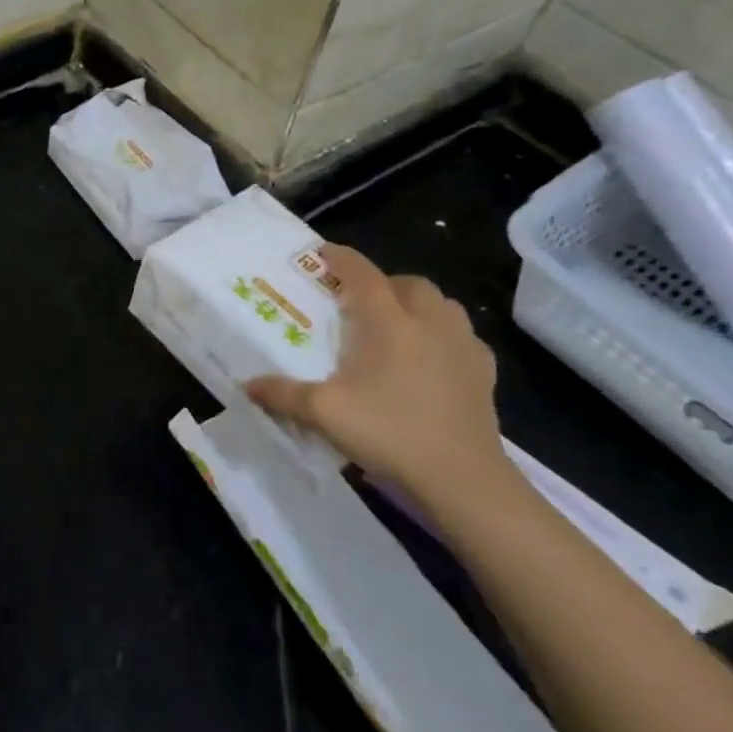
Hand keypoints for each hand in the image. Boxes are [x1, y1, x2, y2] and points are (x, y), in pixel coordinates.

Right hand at [246, 245, 506, 512]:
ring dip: (419, 305)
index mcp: (389, 322)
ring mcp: (463, 347)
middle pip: (409, 283)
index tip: (323, 252)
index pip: (362, 274)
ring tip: (398, 325)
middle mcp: (429, 323)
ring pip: (443, 305)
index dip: (341, 258)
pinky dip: (445, 336)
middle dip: (383, 282)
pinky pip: (464, 338)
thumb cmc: (390, 433)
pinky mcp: (484, 374)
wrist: (462, 479)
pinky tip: (433, 359)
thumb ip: (283, 394)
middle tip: (361, 300)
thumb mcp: (324, 413)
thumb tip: (247, 384)